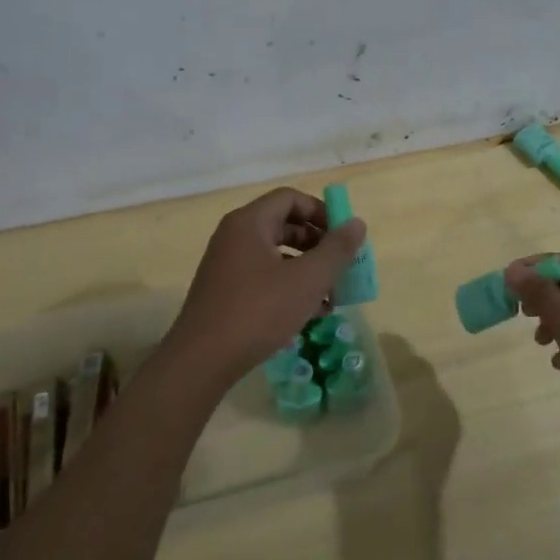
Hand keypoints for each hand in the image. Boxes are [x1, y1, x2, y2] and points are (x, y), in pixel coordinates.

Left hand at [163, 188, 367, 392]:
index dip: (321, 211)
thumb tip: (357, 223)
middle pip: (284, 226)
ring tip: (332, 297)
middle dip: (318, 245)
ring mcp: (227, 266)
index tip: (344, 236)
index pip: (290, 198)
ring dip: (307, 271)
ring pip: (276, 256)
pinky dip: (289, 288)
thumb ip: (337, 249)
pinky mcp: (225, 293)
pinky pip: (264, 278)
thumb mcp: (308, 279)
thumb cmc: (259, 311)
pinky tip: (310, 315)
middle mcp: (234, 237)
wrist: (202, 360)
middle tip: (342, 267)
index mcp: (249, 223)